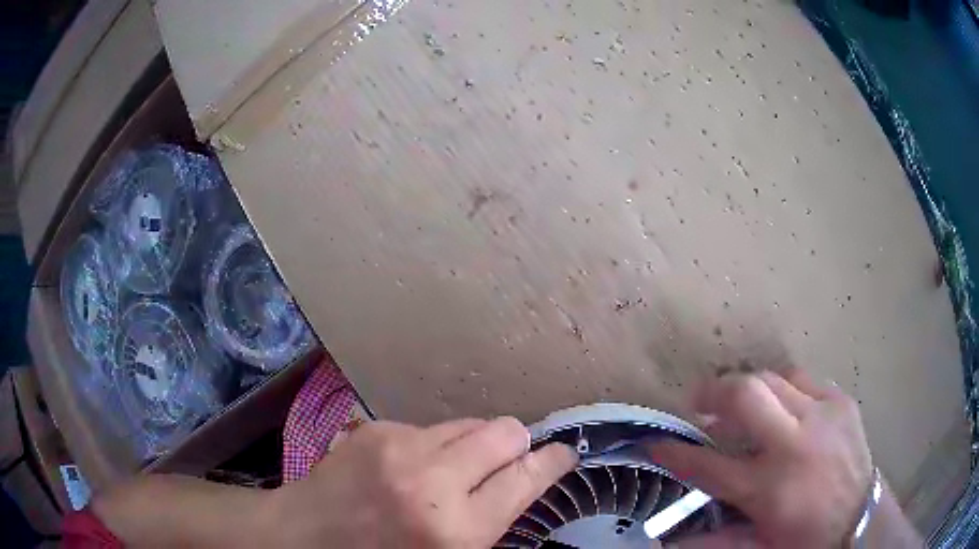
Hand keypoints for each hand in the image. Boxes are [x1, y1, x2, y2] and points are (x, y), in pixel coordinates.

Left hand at [270, 416, 577, 547]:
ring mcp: (399, 447)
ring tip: (456, 467)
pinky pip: (429, 427)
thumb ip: (490, 523)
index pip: (527, 479)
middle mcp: (432, 480)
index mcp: (456, 528)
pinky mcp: (377, 429)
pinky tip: (413, 466)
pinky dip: (435, 444)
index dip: (554, 462)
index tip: (565, 454)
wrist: (307, 536)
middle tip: (509, 462)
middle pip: (504, 433)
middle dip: (516, 445)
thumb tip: (520, 484)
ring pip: (468, 423)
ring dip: (474, 443)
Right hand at [648, 368, 873, 547]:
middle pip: (744, 395)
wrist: (859, 519)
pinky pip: (802, 379)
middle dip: (713, 392)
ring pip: (772, 378)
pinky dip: (783, 388)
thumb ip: (713, 540)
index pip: (708, 466)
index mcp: (769, 489)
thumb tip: (664, 542)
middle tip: (700, 402)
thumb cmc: (805, 538)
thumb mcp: (758, 547)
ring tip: (740, 405)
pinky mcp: (840, 401)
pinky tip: (782, 405)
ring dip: (748, 388)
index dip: (675, 452)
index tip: (654, 442)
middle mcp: (793, 445)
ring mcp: (821, 416)